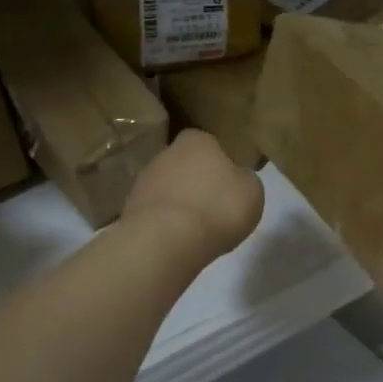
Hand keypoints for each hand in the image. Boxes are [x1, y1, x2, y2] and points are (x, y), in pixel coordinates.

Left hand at [122, 129, 264, 262]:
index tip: (229, 185)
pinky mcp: (130, 210)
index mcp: (197, 140)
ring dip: (180, 204)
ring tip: (197, 229)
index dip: (220, 162)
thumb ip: (244, 179)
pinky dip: (166, 224)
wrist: (166, 241)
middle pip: (186, 165)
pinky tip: (179, 240)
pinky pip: (157, 213)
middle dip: (197, 182)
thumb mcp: (252, 191)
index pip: (209, 143)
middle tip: (215, 207)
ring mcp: (143, 181)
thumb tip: (236, 179)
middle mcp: (166, 153)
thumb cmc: (218, 208)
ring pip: (169, 188)